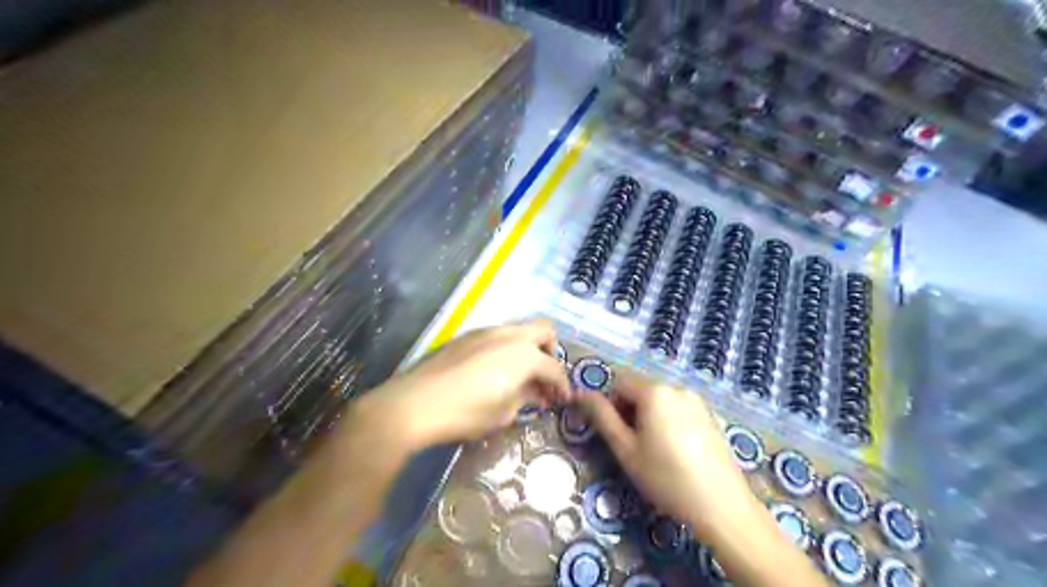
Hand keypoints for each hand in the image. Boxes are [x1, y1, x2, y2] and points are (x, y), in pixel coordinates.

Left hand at [354, 323, 570, 451]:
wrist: (415, 403)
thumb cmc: (466, 413)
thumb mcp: (503, 413)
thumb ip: (526, 398)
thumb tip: (537, 393)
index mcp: (524, 355)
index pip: (554, 367)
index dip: (562, 385)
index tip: (563, 399)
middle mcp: (509, 335)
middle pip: (544, 330)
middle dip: (550, 352)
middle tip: (544, 377)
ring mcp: (485, 331)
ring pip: (519, 330)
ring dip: (527, 349)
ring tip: (519, 376)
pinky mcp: (466, 336)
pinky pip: (497, 336)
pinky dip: (506, 349)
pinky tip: (494, 371)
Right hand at [580, 371, 762, 535]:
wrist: (722, 506)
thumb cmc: (666, 477)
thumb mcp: (626, 449)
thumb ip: (602, 417)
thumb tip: (580, 394)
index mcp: (654, 391)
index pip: (619, 382)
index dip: (611, 405)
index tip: (616, 434)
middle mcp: (677, 387)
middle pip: (640, 388)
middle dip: (630, 410)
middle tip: (634, 445)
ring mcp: (697, 400)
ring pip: (659, 399)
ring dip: (648, 416)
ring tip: (656, 451)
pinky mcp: (710, 415)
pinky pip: (678, 408)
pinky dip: (668, 421)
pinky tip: (677, 451)